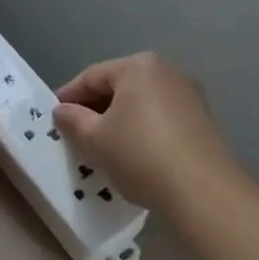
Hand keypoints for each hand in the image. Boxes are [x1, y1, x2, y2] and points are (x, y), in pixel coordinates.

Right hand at [51, 52, 230, 208]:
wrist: (205, 193)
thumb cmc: (140, 154)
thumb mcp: (94, 139)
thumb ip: (73, 120)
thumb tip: (62, 111)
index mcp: (137, 66)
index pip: (91, 76)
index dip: (68, 96)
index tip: (53, 116)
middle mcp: (166, 71)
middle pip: (118, 87)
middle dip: (95, 108)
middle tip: (75, 132)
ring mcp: (189, 95)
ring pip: (140, 103)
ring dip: (119, 120)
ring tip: (102, 145)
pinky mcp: (203, 121)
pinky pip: (161, 118)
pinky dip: (142, 130)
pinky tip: (133, 153)